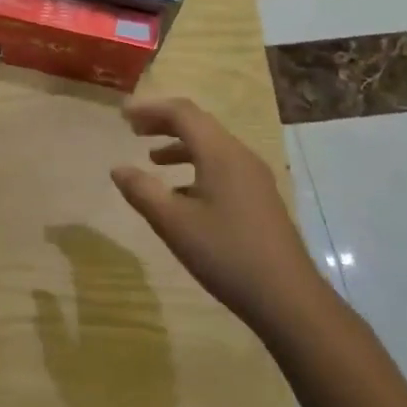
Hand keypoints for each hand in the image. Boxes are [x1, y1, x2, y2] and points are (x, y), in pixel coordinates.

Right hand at [110, 97, 333, 339]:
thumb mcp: (174, 223)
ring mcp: (254, 178)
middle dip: (163, 122)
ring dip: (179, 145)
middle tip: (132, 129)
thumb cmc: (226, 254)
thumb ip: (142, 191)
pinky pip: (222, 166)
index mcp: (220, 154)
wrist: (288, 298)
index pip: (182, 113)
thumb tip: (118, 168)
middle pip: (198, 124)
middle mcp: (240, 156)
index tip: (121, 115)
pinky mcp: (259, 198)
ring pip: (211, 146)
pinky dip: (195, 166)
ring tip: (152, 158)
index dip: (149, 108)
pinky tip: (180, 194)